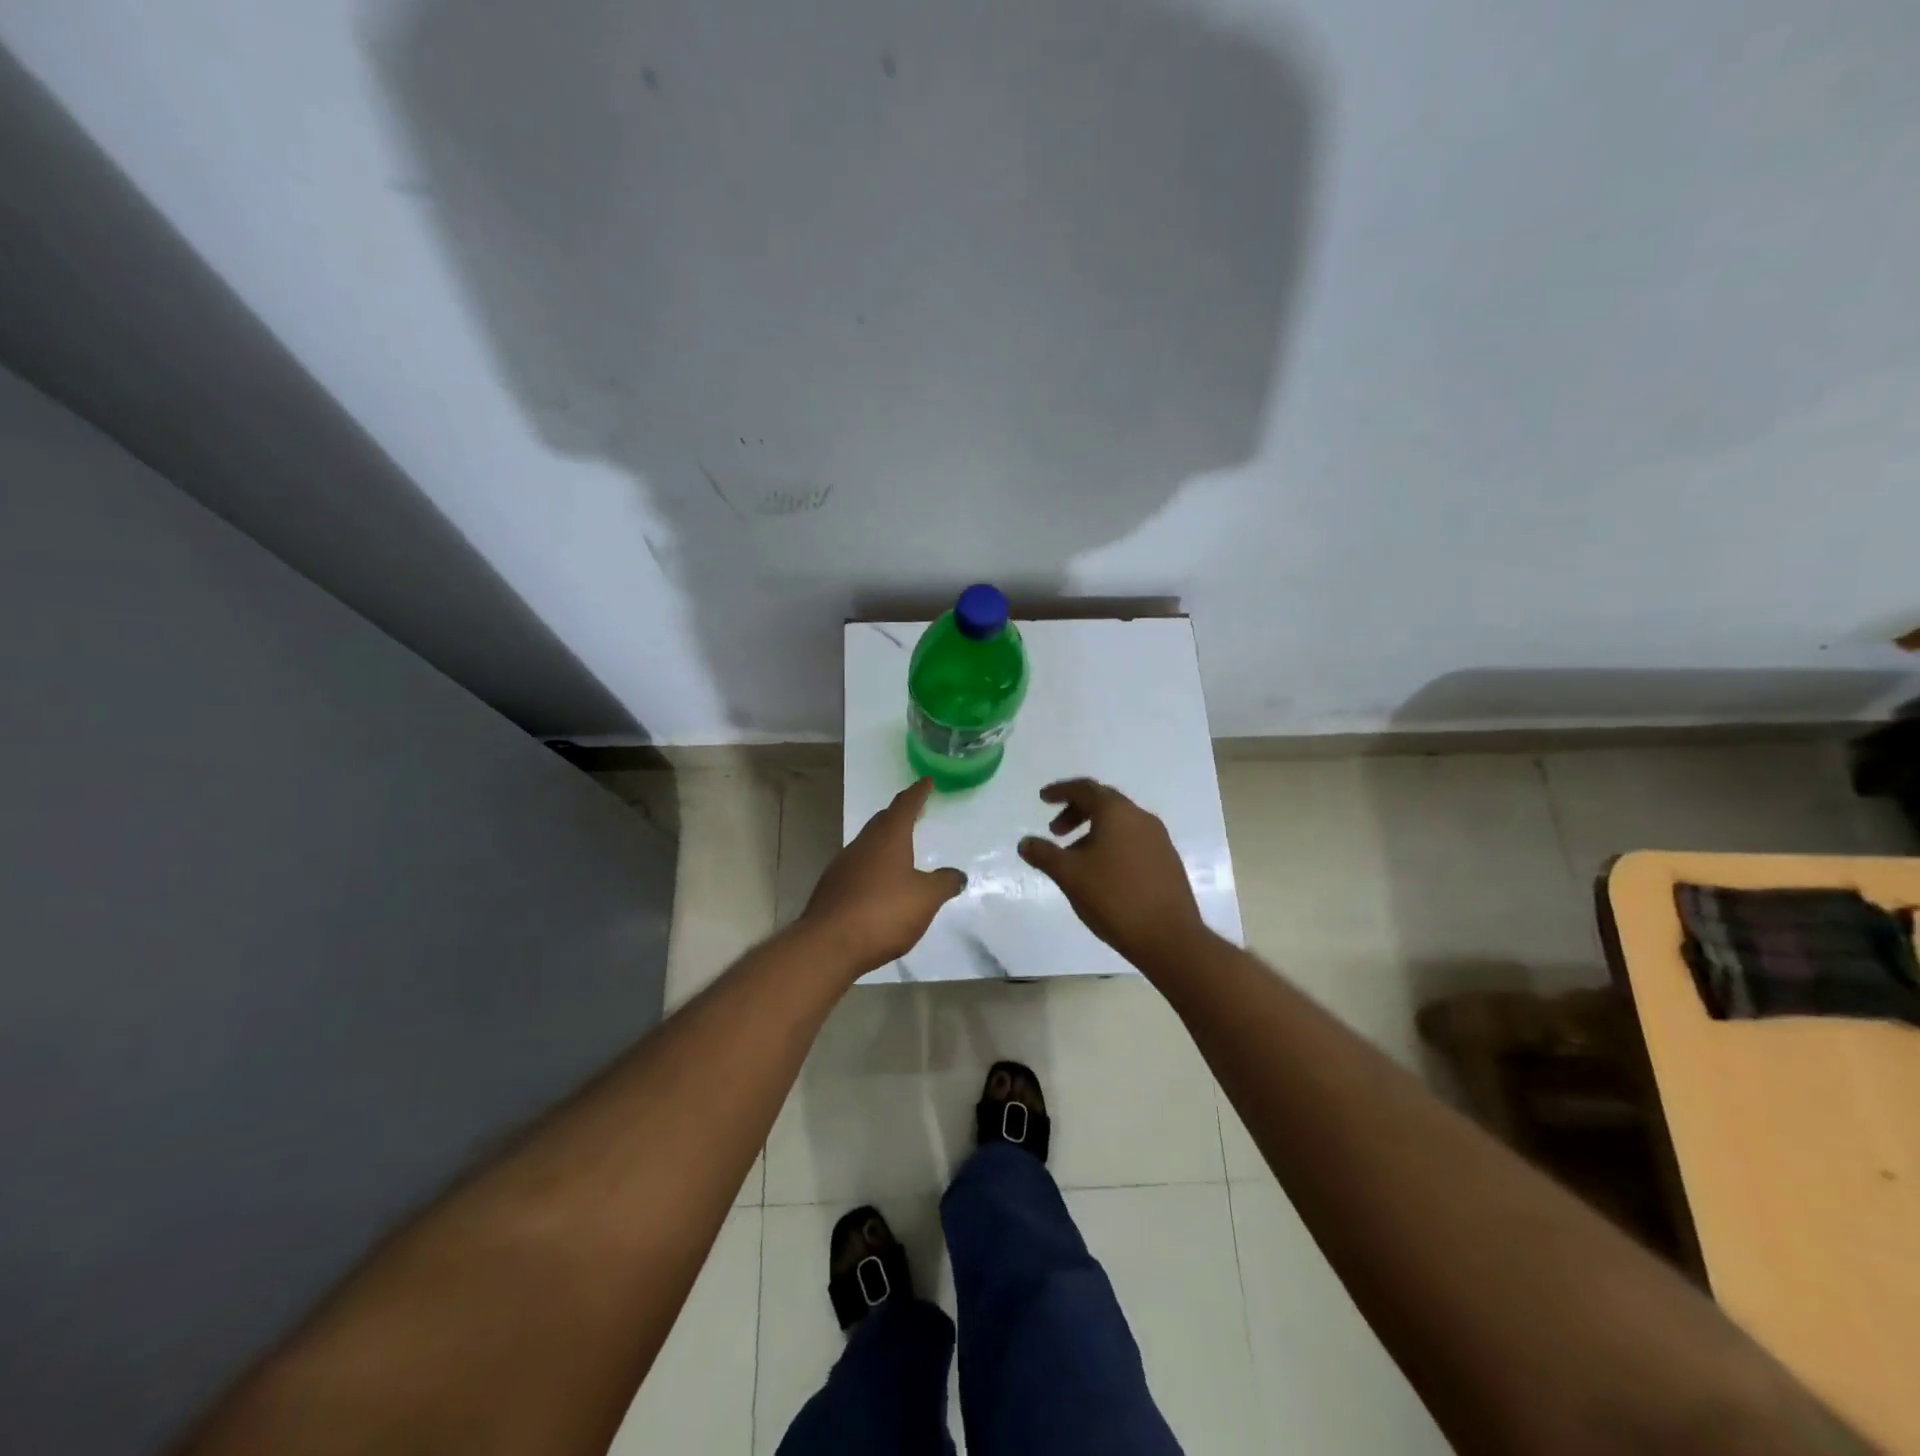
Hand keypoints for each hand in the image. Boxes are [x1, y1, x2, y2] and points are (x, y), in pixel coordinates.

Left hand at [802, 778, 966, 974]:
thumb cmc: (883, 912)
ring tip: (899, 849)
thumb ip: (944, 883)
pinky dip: (872, 866)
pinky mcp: (832, 889)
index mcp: (888, 838)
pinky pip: (857, 867)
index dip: (918, 793)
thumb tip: (957, 874)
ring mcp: (843, 866)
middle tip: (914, 812)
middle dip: (899, 815)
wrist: (829, 944)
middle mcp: (863, 845)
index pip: (904, 806)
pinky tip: (879, 883)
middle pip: (882, 822)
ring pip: (867, 844)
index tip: (926, 781)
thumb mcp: (925, 898)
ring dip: (884, 841)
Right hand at [1018, 778, 1207, 967]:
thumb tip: (1025, 843)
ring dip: (1093, 831)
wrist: (1169, 937)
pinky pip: (1133, 840)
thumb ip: (1044, 854)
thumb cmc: (1114, 897)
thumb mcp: (1069, 875)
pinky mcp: (1167, 861)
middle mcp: (1141, 817)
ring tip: (1075, 857)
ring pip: (1120, 823)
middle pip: (1104, 802)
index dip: (1061, 791)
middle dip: (1076, 811)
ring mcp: (1158, 839)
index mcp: (1117, 812)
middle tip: (1055, 831)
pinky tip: (1102, 872)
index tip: (1043, 798)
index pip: (1085, 789)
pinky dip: (1111, 844)